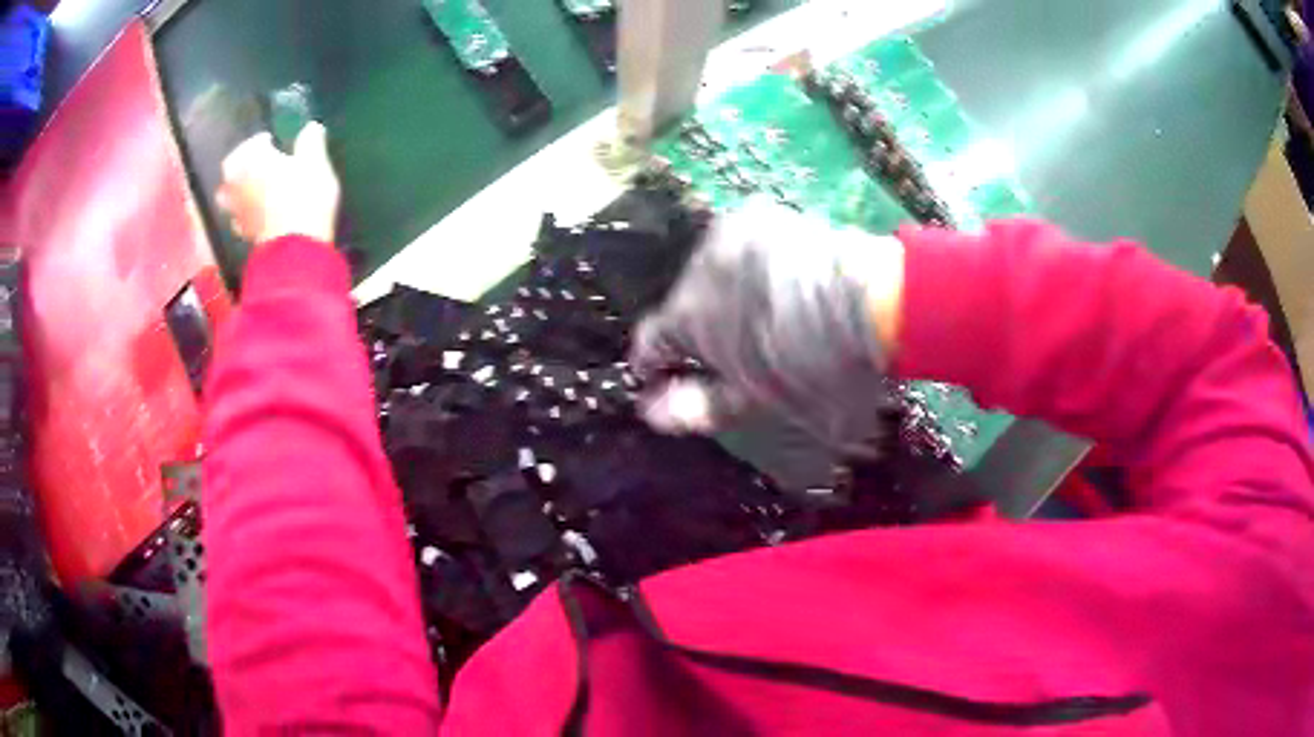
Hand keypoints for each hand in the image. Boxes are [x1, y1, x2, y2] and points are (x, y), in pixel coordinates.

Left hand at [216, 122, 340, 245]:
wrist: (297, 246)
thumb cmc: (305, 196)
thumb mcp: (316, 163)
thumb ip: (311, 142)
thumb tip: (311, 128)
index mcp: (252, 160)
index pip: (250, 143)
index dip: (261, 140)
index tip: (273, 140)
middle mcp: (237, 183)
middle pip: (230, 168)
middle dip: (241, 162)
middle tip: (256, 162)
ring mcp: (237, 210)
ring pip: (227, 195)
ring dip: (235, 189)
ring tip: (249, 188)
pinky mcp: (243, 233)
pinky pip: (237, 218)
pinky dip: (242, 213)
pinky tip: (254, 213)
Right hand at [629, 199, 904, 454]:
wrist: (873, 303)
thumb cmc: (814, 366)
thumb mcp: (757, 402)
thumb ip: (700, 407)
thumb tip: (652, 413)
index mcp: (688, 317)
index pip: (649, 342)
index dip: (657, 364)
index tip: (673, 376)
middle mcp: (696, 268)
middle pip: (684, 304)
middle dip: (702, 327)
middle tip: (742, 349)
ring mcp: (727, 235)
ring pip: (713, 273)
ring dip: (727, 292)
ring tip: (769, 312)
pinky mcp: (758, 216)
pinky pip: (742, 246)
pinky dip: (753, 265)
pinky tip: (785, 281)